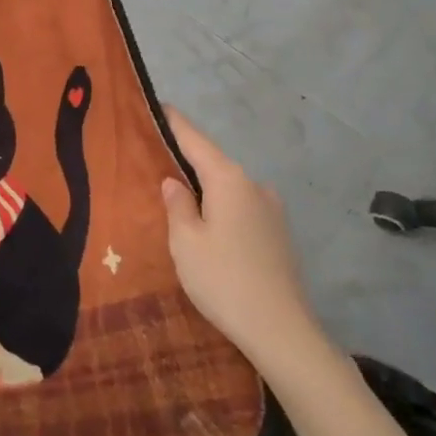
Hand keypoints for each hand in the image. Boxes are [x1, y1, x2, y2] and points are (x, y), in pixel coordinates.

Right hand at [162, 107, 329, 366]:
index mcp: (228, 179)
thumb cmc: (223, 279)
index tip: (155, 104)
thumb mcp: (185, 241)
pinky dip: (221, 208)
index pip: (194, 138)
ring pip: (228, 188)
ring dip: (204, 188)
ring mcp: (271, 210)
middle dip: (185, 159)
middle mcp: (254, 185)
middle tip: (154, 158)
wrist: (281, 331)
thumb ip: (177, 205)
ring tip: (177, 198)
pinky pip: (241, 208)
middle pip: (212, 162)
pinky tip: (208, 227)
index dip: (173, 122)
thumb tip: (174, 182)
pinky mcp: (278, 235)